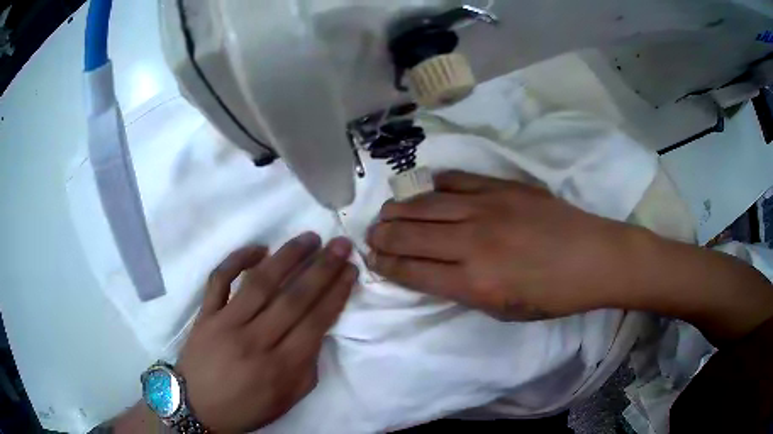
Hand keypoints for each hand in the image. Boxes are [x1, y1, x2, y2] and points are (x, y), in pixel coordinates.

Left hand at [176, 233, 356, 432]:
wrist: (197, 407)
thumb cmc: (246, 407)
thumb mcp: (287, 400)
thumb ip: (307, 367)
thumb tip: (317, 331)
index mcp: (280, 368)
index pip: (315, 323)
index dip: (336, 293)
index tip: (350, 270)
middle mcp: (255, 341)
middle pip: (293, 298)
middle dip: (322, 268)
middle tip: (339, 244)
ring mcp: (226, 324)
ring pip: (260, 282)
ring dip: (287, 257)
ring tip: (309, 239)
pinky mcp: (204, 315)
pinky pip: (219, 280)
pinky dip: (236, 259)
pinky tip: (258, 248)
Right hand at [366, 171, 633, 320]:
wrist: (593, 258)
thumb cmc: (552, 296)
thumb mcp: (504, 311)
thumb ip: (464, 291)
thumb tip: (433, 273)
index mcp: (474, 283)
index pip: (412, 271)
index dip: (386, 265)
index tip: (372, 260)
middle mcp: (473, 243)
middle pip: (411, 235)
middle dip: (383, 236)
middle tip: (370, 235)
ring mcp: (487, 208)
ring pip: (426, 204)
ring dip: (399, 209)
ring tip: (385, 213)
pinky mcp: (502, 186)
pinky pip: (457, 180)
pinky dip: (434, 185)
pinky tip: (423, 190)